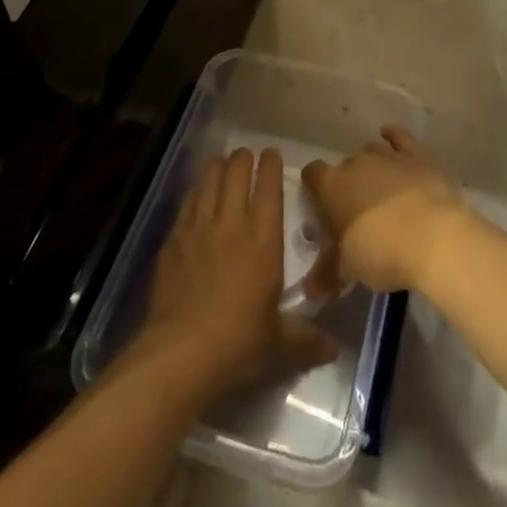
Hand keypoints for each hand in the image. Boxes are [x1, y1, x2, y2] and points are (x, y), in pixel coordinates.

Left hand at [132, 147, 334, 392]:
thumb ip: (306, 339)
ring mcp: (198, 228)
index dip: (270, 165)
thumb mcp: (278, 343)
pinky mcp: (173, 239)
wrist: (180, 353)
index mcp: (263, 240)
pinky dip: (195, 190)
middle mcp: (231, 223)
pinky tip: (197, 193)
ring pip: (208, 179)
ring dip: (218, 166)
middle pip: (236, 173)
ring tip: (223, 163)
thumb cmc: (237, 343)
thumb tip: (334, 350)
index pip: (269, 187)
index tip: (272, 153)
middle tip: (247, 156)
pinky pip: (186, 202)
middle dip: (243, 159)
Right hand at [302, 125, 472, 293]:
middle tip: (357, 213)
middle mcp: (356, 163)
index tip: (321, 207)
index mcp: (331, 186)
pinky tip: (390, 136)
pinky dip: (394, 137)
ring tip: (380, 191)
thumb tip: (309, 289)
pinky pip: (400, 138)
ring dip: (372, 168)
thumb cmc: (381, 253)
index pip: (312, 174)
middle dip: (348, 184)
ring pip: (371, 152)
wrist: (434, 237)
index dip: (315, 188)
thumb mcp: (348, 269)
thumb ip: (326, 274)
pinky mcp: (417, 155)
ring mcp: (387, 156)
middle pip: (344, 167)